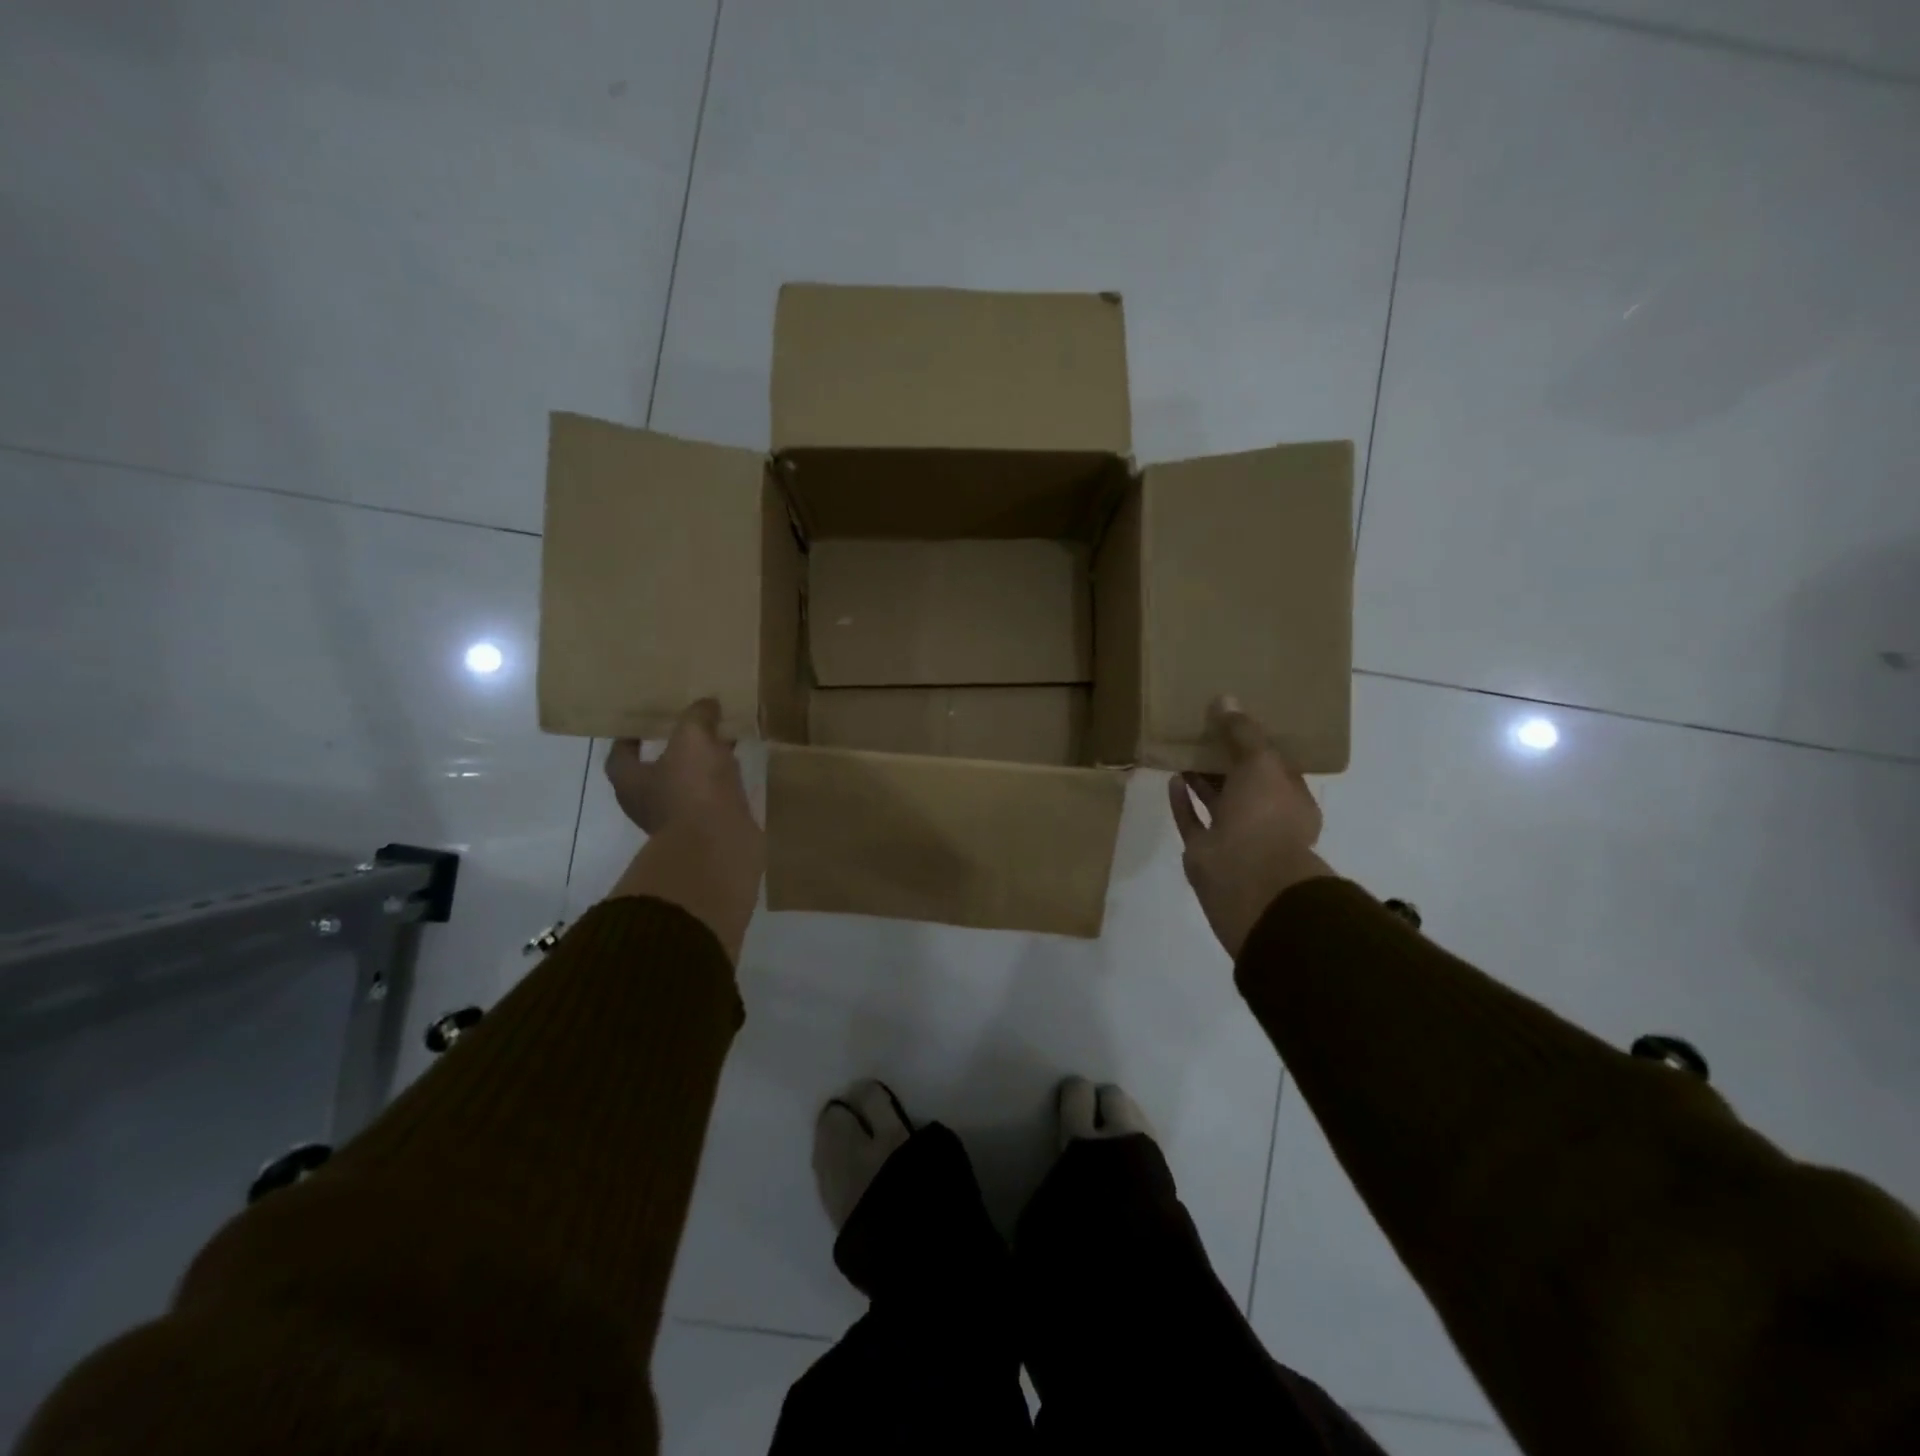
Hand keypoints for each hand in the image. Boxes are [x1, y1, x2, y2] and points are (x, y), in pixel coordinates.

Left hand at [605, 700, 762, 960]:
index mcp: (630, 781)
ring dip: (700, 768)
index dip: (629, 737)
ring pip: (686, 785)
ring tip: (722, 743)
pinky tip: (737, 769)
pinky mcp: (706, 830)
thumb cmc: (693, 789)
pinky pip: (711, 799)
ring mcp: (678, 820)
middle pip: (654, 771)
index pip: (620, 754)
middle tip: (690, 728)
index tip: (643, 721)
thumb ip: (697, 717)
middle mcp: (647, 803)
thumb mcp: (693, 739)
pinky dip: (720, 784)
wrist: (720, 845)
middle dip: (672, 751)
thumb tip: (706, 703)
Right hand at [1168, 696, 1332, 958]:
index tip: (1234, 720)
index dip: (1256, 743)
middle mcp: (1265, 818)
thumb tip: (1225, 700)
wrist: (1244, 875)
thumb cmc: (1265, 814)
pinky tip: (1172, 777)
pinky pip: (1192, 820)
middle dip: (1224, 759)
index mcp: (1291, 800)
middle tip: (1202, 730)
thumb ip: (1242, 732)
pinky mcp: (1204, 850)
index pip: (1274, 766)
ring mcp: (1234, 837)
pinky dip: (1183, 800)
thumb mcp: (1261, 761)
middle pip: (1242, 782)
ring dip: (1201, 777)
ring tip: (1183, 748)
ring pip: (1216, 800)